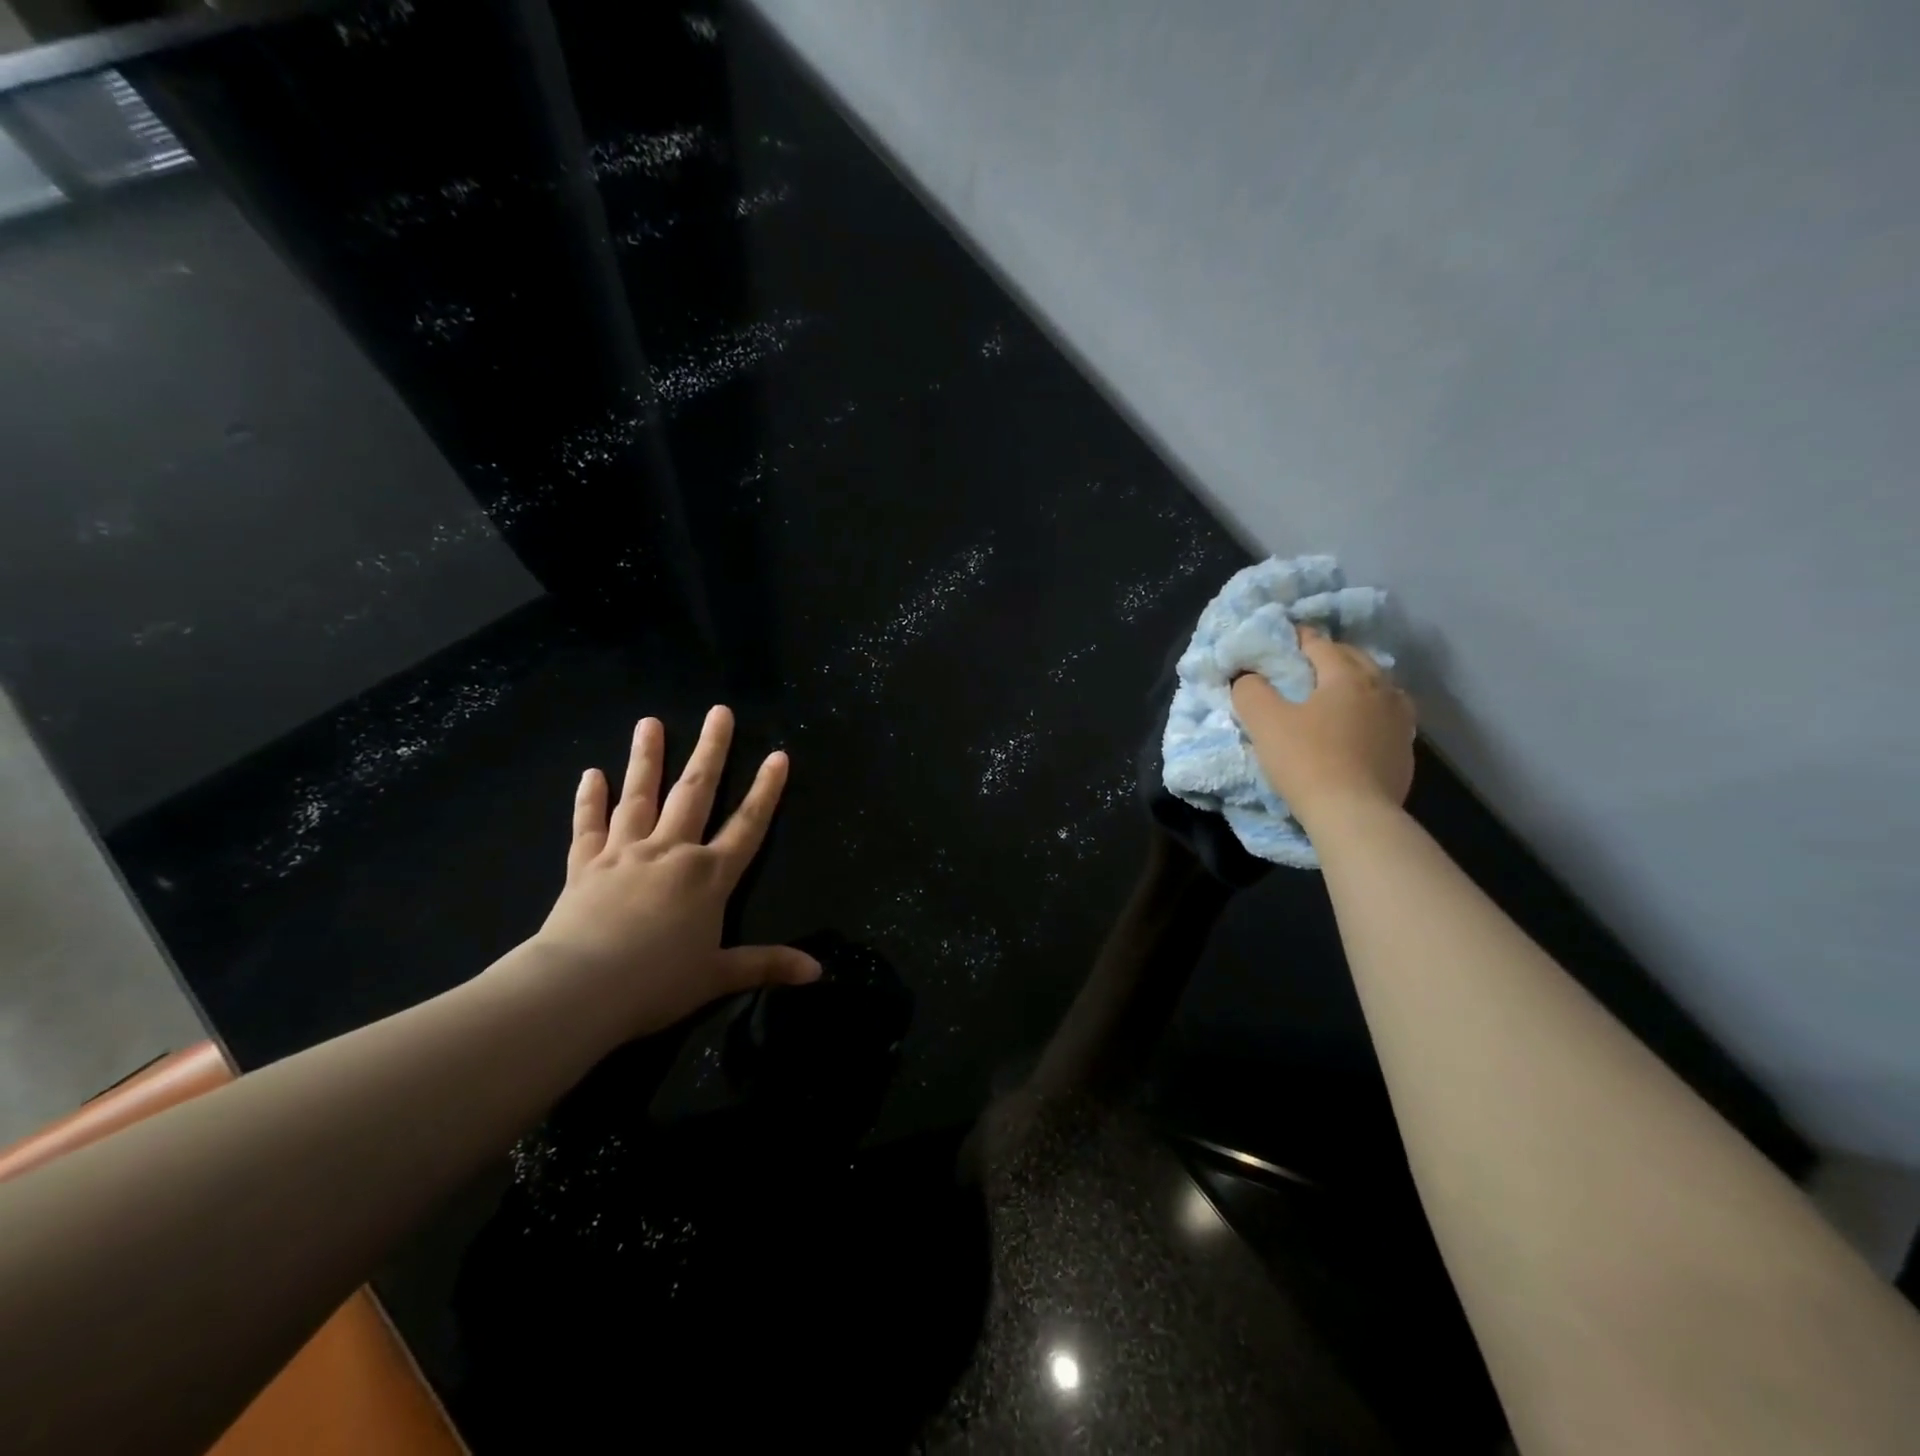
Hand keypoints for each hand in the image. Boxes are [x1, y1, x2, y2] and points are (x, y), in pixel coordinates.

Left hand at [527, 705, 819, 1042]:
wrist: (580, 988)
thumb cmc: (656, 983)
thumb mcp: (718, 976)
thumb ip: (766, 965)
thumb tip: (818, 971)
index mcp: (708, 875)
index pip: (747, 825)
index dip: (766, 790)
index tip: (778, 755)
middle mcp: (671, 852)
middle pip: (695, 793)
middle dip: (711, 751)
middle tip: (719, 712)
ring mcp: (626, 853)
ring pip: (640, 796)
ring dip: (647, 758)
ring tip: (650, 722)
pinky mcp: (586, 865)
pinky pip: (589, 826)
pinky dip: (589, 800)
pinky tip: (591, 773)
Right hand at [1230, 625, 1415, 830]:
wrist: (1354, 814)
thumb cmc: (1307, 761)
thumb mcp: (1263, 722)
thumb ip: (1251, 690)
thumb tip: (1248, 677)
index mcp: (1347, 676)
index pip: (1319, 644)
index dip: (1296, 638)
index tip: (1279, 640)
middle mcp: (1381, 689)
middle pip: (1354, 659)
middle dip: (1329, 656)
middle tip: (1303, 664)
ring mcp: (1399, 720)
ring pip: (1377, 686)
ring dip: (1356, 683)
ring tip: (1335, 693)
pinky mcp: (1405, 750)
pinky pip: (1386, 717)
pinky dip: (1369, 712)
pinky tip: (1356, 726)